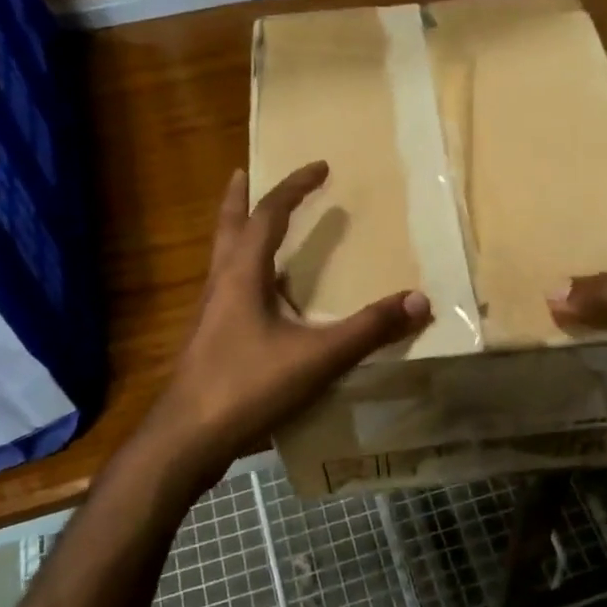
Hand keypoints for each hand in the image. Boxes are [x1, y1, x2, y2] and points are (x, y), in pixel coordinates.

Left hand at [146, 162, 431, 481]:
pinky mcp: (208, 343)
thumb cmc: (247, 387)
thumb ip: (369, 329)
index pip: (267, 216)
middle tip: (245, 174)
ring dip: (237, 236)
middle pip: (227, 229)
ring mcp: (210, 316)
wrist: (187, 440)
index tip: (319, 167)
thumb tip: (420, 300)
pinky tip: (259, 300)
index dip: (294, 188)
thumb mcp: (318, 358)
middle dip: (240, 199)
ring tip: (254, 228)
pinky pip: (226, 292)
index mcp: (242, 276)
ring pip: (222, 260)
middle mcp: (220, 286)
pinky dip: (242, 276)